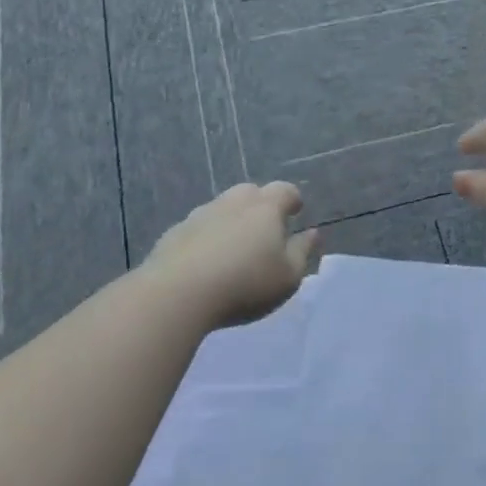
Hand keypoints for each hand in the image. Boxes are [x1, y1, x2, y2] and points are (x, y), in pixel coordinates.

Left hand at [140, 182, 318, 329]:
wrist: (176, 295)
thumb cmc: (245, 284)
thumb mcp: (288, 276)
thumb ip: (303, 252)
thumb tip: (313, 233)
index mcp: (266, 208)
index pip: (285, 190)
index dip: (293, 200)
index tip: (296, 211)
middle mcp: (233, 202)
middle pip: (251, 192)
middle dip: (261, 205)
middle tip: (265, 229)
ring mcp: (199, 215)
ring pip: (221, 208)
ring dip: (231, 220)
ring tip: (234, 247)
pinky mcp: (173, 233)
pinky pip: (198, 228)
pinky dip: (206, 237)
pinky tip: (205, 261)